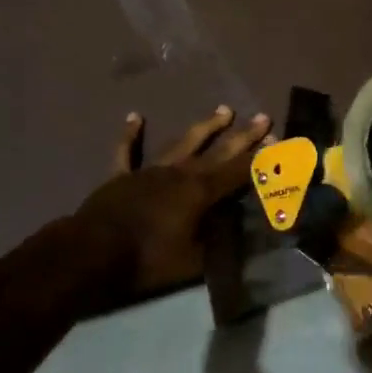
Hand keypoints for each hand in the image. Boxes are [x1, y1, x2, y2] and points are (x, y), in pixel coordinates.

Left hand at [69, 105, 271, 308]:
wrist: (93, 251)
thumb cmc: (147, 260)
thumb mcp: (192, 262)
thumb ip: (215, 247)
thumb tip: (235, 236)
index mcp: (200, 193)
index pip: (238, 172)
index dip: (260, 159)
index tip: (278, 142)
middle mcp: (180, 173)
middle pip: (218, 151)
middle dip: (243, 135)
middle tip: (263, 117)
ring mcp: (150, 171)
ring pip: (183, 143)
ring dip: (204, 127)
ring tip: (223, 110)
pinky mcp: (122, 176)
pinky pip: (126, 152)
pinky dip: (130, 135)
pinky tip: (134, 117)